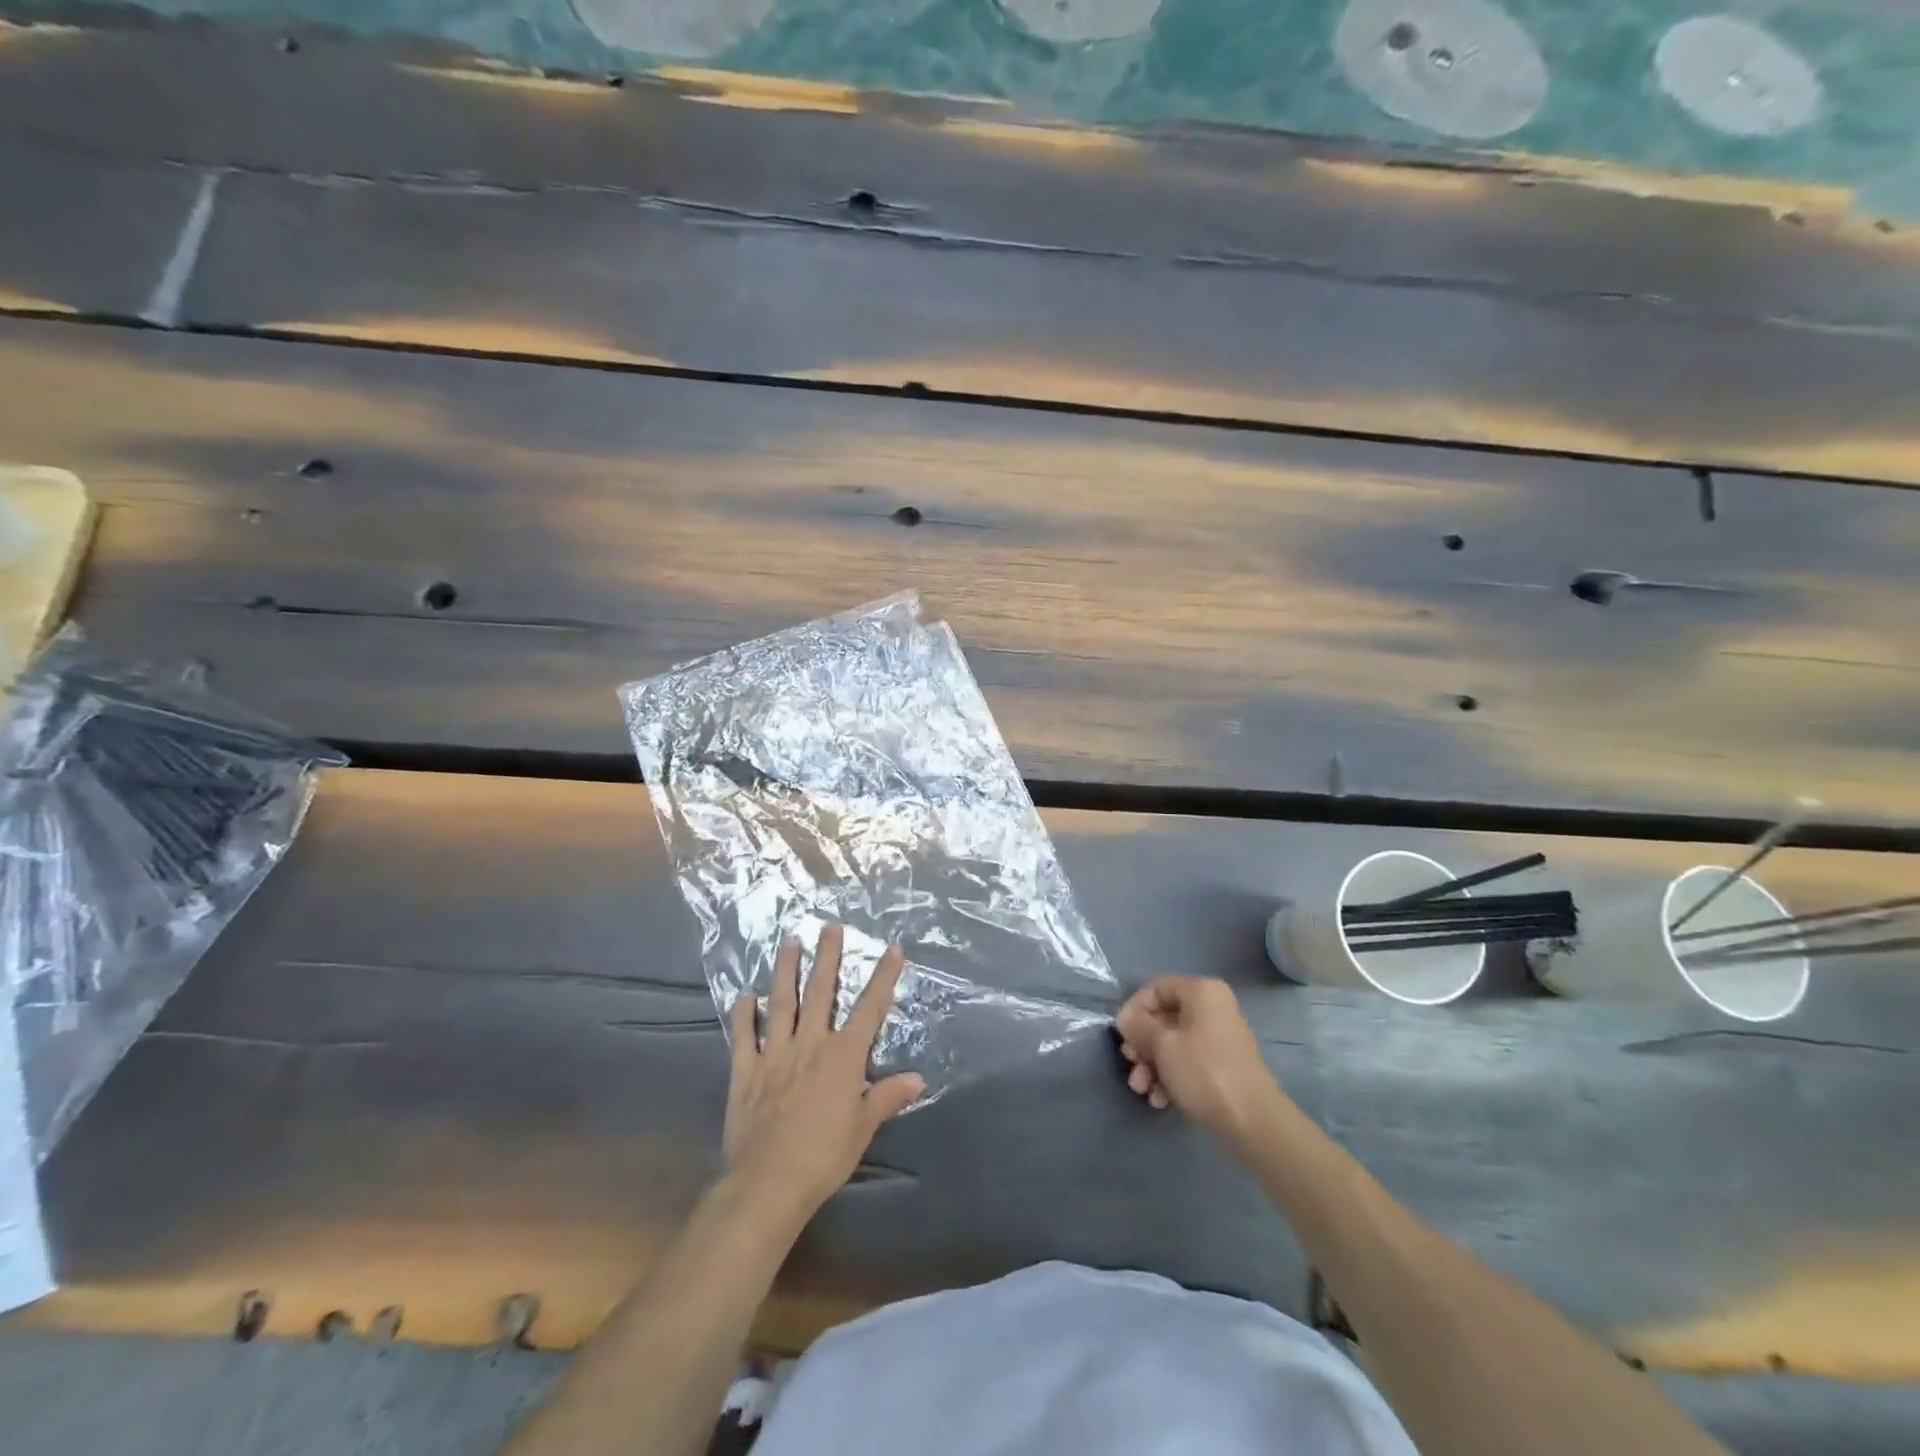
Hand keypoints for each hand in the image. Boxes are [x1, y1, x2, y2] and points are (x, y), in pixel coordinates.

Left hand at [723, 925, 924, 1220]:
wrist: (768, 1182)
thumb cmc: (824, 1156)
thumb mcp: (863, 1128)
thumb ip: (887, 1097)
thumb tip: (918, 1078)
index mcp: (843, 1056)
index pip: (869, 1008)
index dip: (883, 977)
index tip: (893, 949)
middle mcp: (810, 1044)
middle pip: (820, 992)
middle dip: (827, 957)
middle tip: (829, 926)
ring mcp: (774, 1053)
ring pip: (780, 1002)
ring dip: (785, 970)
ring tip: (789, 941)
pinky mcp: (745, 1070)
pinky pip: (744, 1035)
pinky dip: (743, 1014)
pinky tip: (743, 995)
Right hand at [1116, 977, 1282, 1151]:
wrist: (1253, 1123)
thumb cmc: (1204, 1072)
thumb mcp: (1163, 1045)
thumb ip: (1138, 1026)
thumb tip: (1125, 1018)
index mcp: (1202, 992)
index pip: (1156, 988)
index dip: (1134, 1009)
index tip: (1122, 1034)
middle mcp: (1212, 1009)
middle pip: (1163, 1018)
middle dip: (1142, 1044)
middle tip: (1131, 1064)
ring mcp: (1219, 1038)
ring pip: (1173, 1043)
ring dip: (1152, 1065)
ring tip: (1142, 1089)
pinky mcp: (1222, 1066)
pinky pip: (1188, 1062)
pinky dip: (1171, 1077)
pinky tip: (1160, 1100)